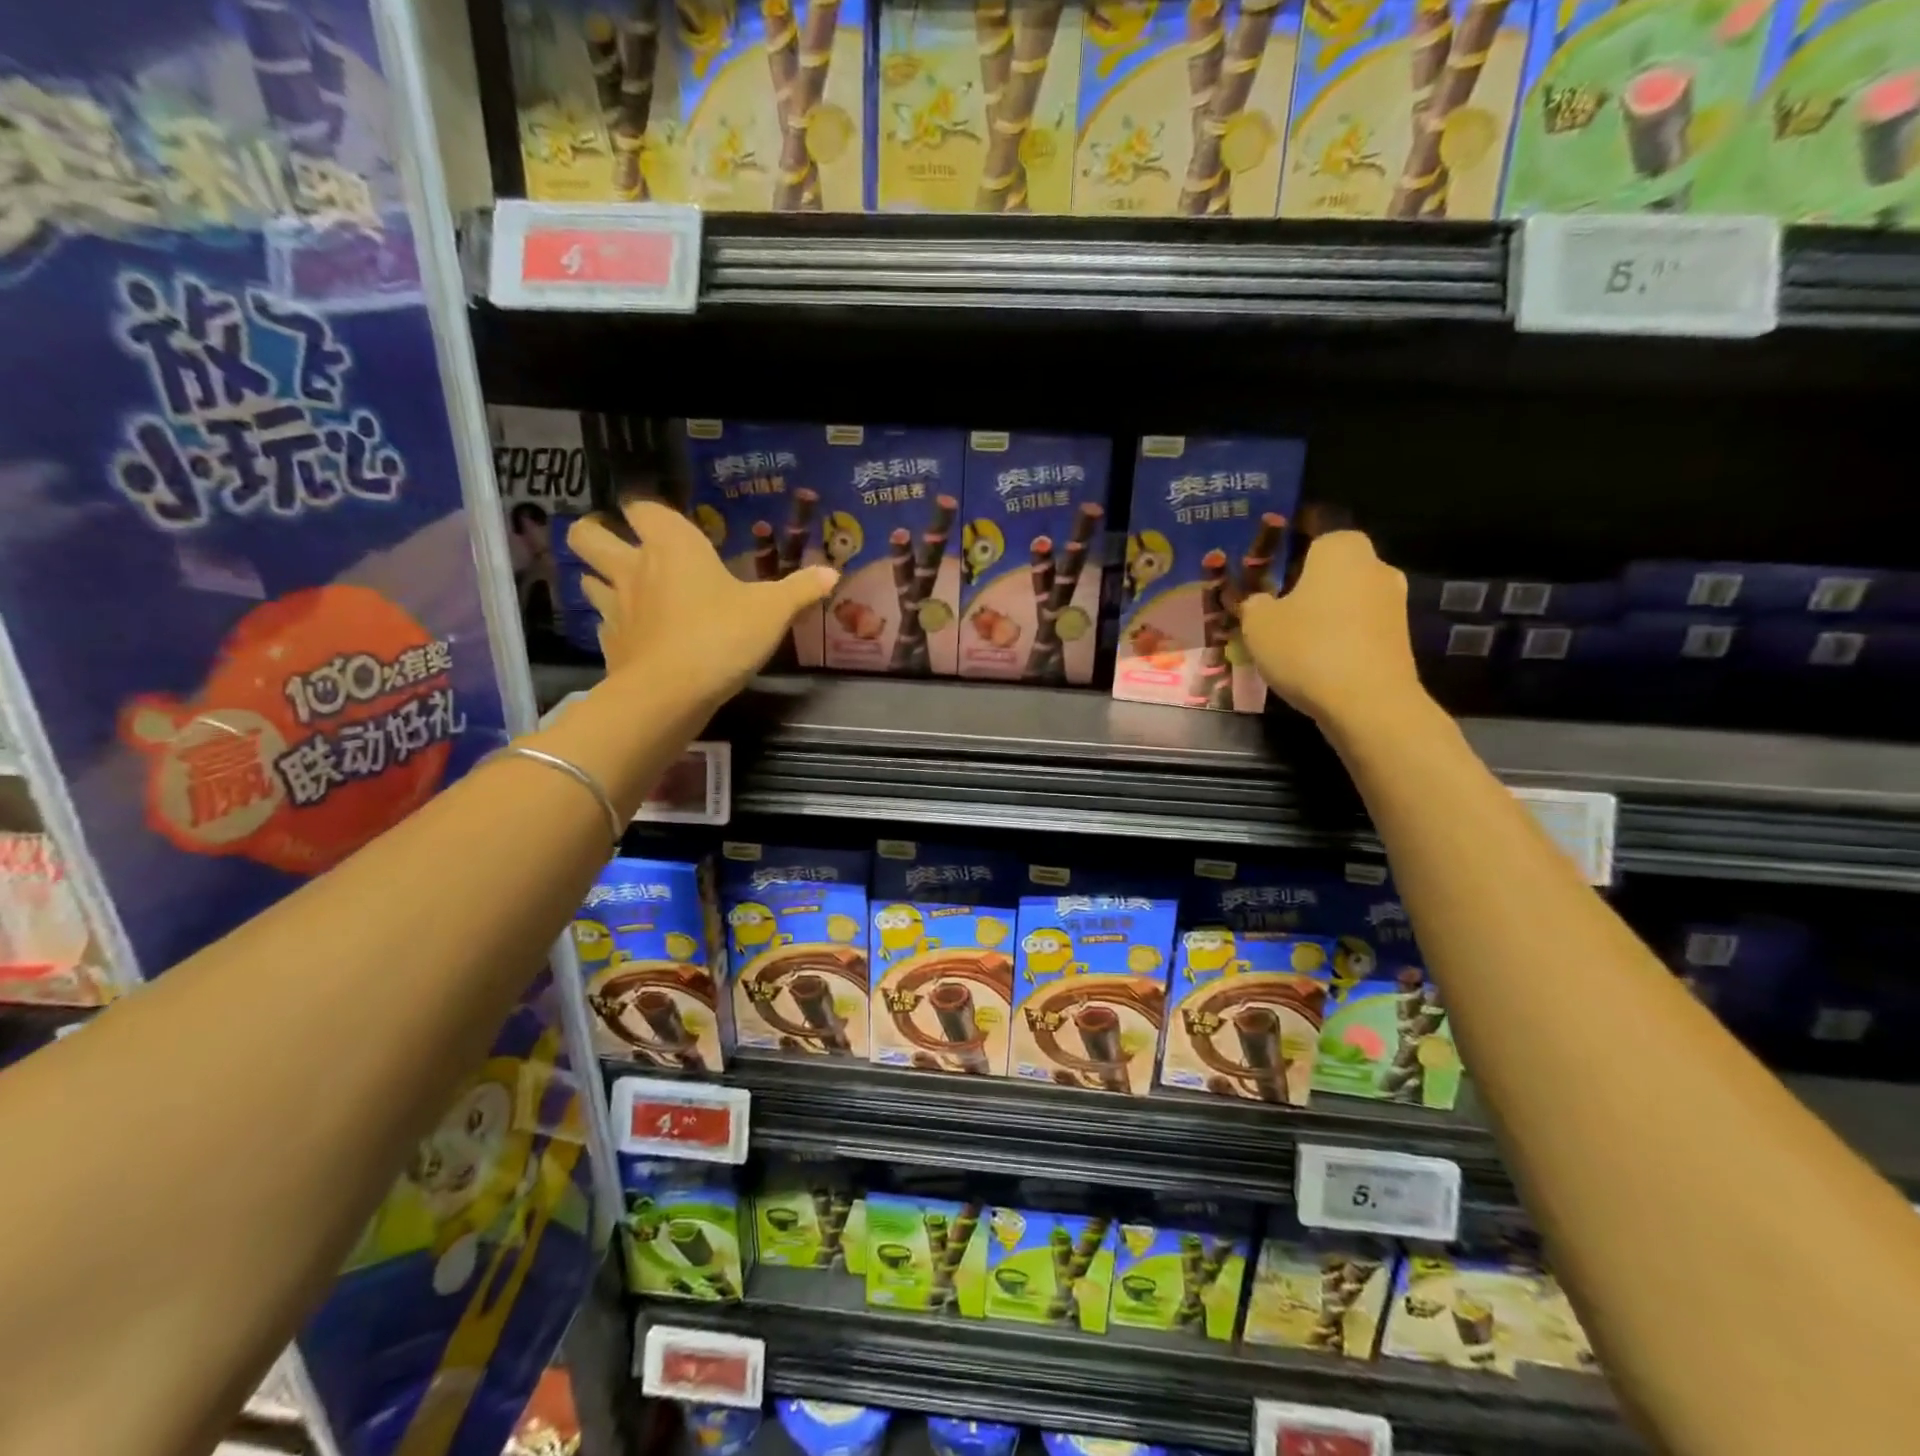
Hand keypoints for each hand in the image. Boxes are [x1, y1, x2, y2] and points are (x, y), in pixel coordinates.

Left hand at [566, 500, 835, 710]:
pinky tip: (636, 635)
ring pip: (587, 578)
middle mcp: (634, 567)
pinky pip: (604, 624)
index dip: (647, 510)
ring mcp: (615, 606)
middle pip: (588, 534)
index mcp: (672, 546)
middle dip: (596, 532)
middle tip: (620, 543)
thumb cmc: (722, 636)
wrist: (671, 693)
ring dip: (600, 578)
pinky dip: (615, 625)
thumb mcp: (773, 612)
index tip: (662, 520)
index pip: (641, 507)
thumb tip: (832, 573)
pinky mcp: (610, 644)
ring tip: (627, 588)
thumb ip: (800, 590)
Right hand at [1239, 530, 1424, 732]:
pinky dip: (1337, 636)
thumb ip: (1253, 603)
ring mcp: (1393, 601)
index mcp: (1340, 547)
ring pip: (1344, 598)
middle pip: (1328, 567)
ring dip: (1320, 612)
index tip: (1261, 569)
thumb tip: (1260, 600)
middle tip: (1270, 608)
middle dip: (1302, 584)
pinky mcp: (1399, 635)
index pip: (1310, 531)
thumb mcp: (1258, 624)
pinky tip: (1314, 660)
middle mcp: (1374, 564)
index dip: (1283, 548)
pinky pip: (1357, 626)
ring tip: (1288, 639)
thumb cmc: (1307, 648)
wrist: (1368, 702)